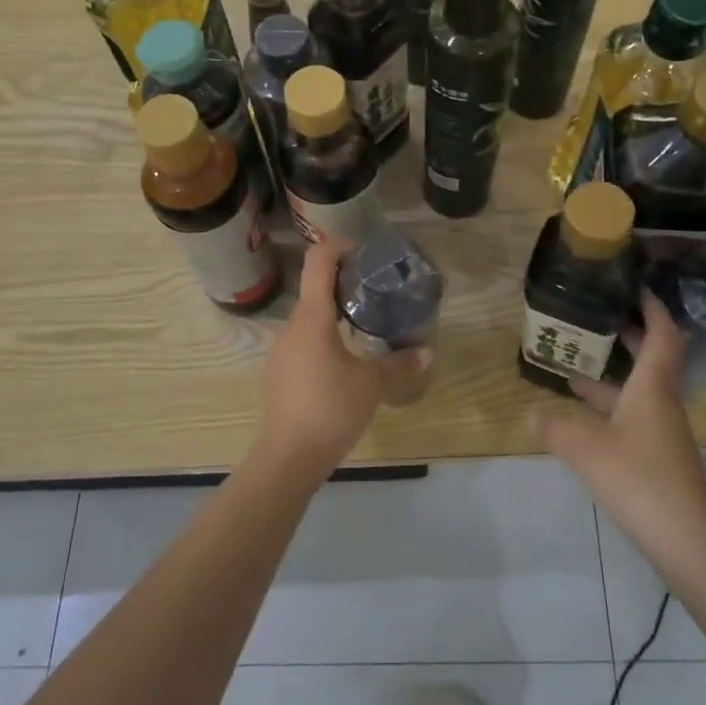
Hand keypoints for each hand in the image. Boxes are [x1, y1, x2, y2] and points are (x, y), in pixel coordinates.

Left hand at [258, 239, 417, 479]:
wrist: (287, 457)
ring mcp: (281, 351)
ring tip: (364, 324)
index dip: (338, 246)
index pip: (317, 262)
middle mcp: (291, 327)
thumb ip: (399, 365)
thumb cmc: (330, 409)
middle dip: (343, 283)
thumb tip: (425, 352)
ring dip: (334, 313)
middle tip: (374, 290)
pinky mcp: (280, 374)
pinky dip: (325, 337)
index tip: (363, 250)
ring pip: (309, 319)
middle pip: (314, 289)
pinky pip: (304, 342)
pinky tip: (345, 360)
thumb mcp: (372, 384)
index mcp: (312, 318)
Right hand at [533, 294, 705, 557]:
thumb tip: (533, 415)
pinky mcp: (659, 455)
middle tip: (599, 317)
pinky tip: (583, 418)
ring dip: (612, 375)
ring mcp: (663, 431)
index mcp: (653, 388)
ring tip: (574, 367)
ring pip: (640, 389)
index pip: (662, 335)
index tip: (635, 287)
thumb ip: (556, 428)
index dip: (652, 308)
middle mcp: (662, 402)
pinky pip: (634, 414)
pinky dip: (611, 406)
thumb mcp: (585, 448)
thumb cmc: (637, 478)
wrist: (683, 538)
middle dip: (630, 335)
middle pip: (653, 358)